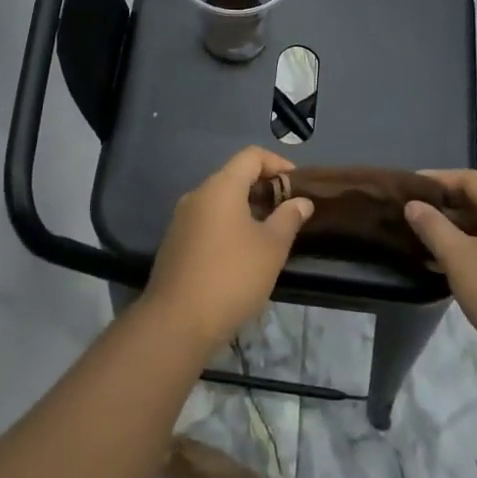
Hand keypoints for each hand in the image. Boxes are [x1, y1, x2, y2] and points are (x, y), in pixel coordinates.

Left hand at [141, 147, 312, 352]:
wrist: (177, 321)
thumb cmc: (232, 276)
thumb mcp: (271, 247)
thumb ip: (289, 218)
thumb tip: (301, 201)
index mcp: (220, 187)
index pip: (251, 156)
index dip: (278, 163)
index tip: (298, 184)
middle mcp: (197, 195)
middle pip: (234, 177)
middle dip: (264, 188)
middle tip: (289, 211)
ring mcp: (182, 219)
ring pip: (220, 201)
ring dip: (247, 210)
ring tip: (271, 234)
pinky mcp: (175, 243)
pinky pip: (207, 222)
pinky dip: (229, 226)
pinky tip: (243, 254)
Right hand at [404, 170, 476, 374]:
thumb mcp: (460, 259)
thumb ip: (433, 227)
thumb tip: (413, 205)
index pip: (469, 179)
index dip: (436, 179)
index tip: (406, 187)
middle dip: (443, 205)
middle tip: (408, 213)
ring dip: (453, 229)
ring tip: (419, 238)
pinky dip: (468, 249)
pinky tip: (443, 264)